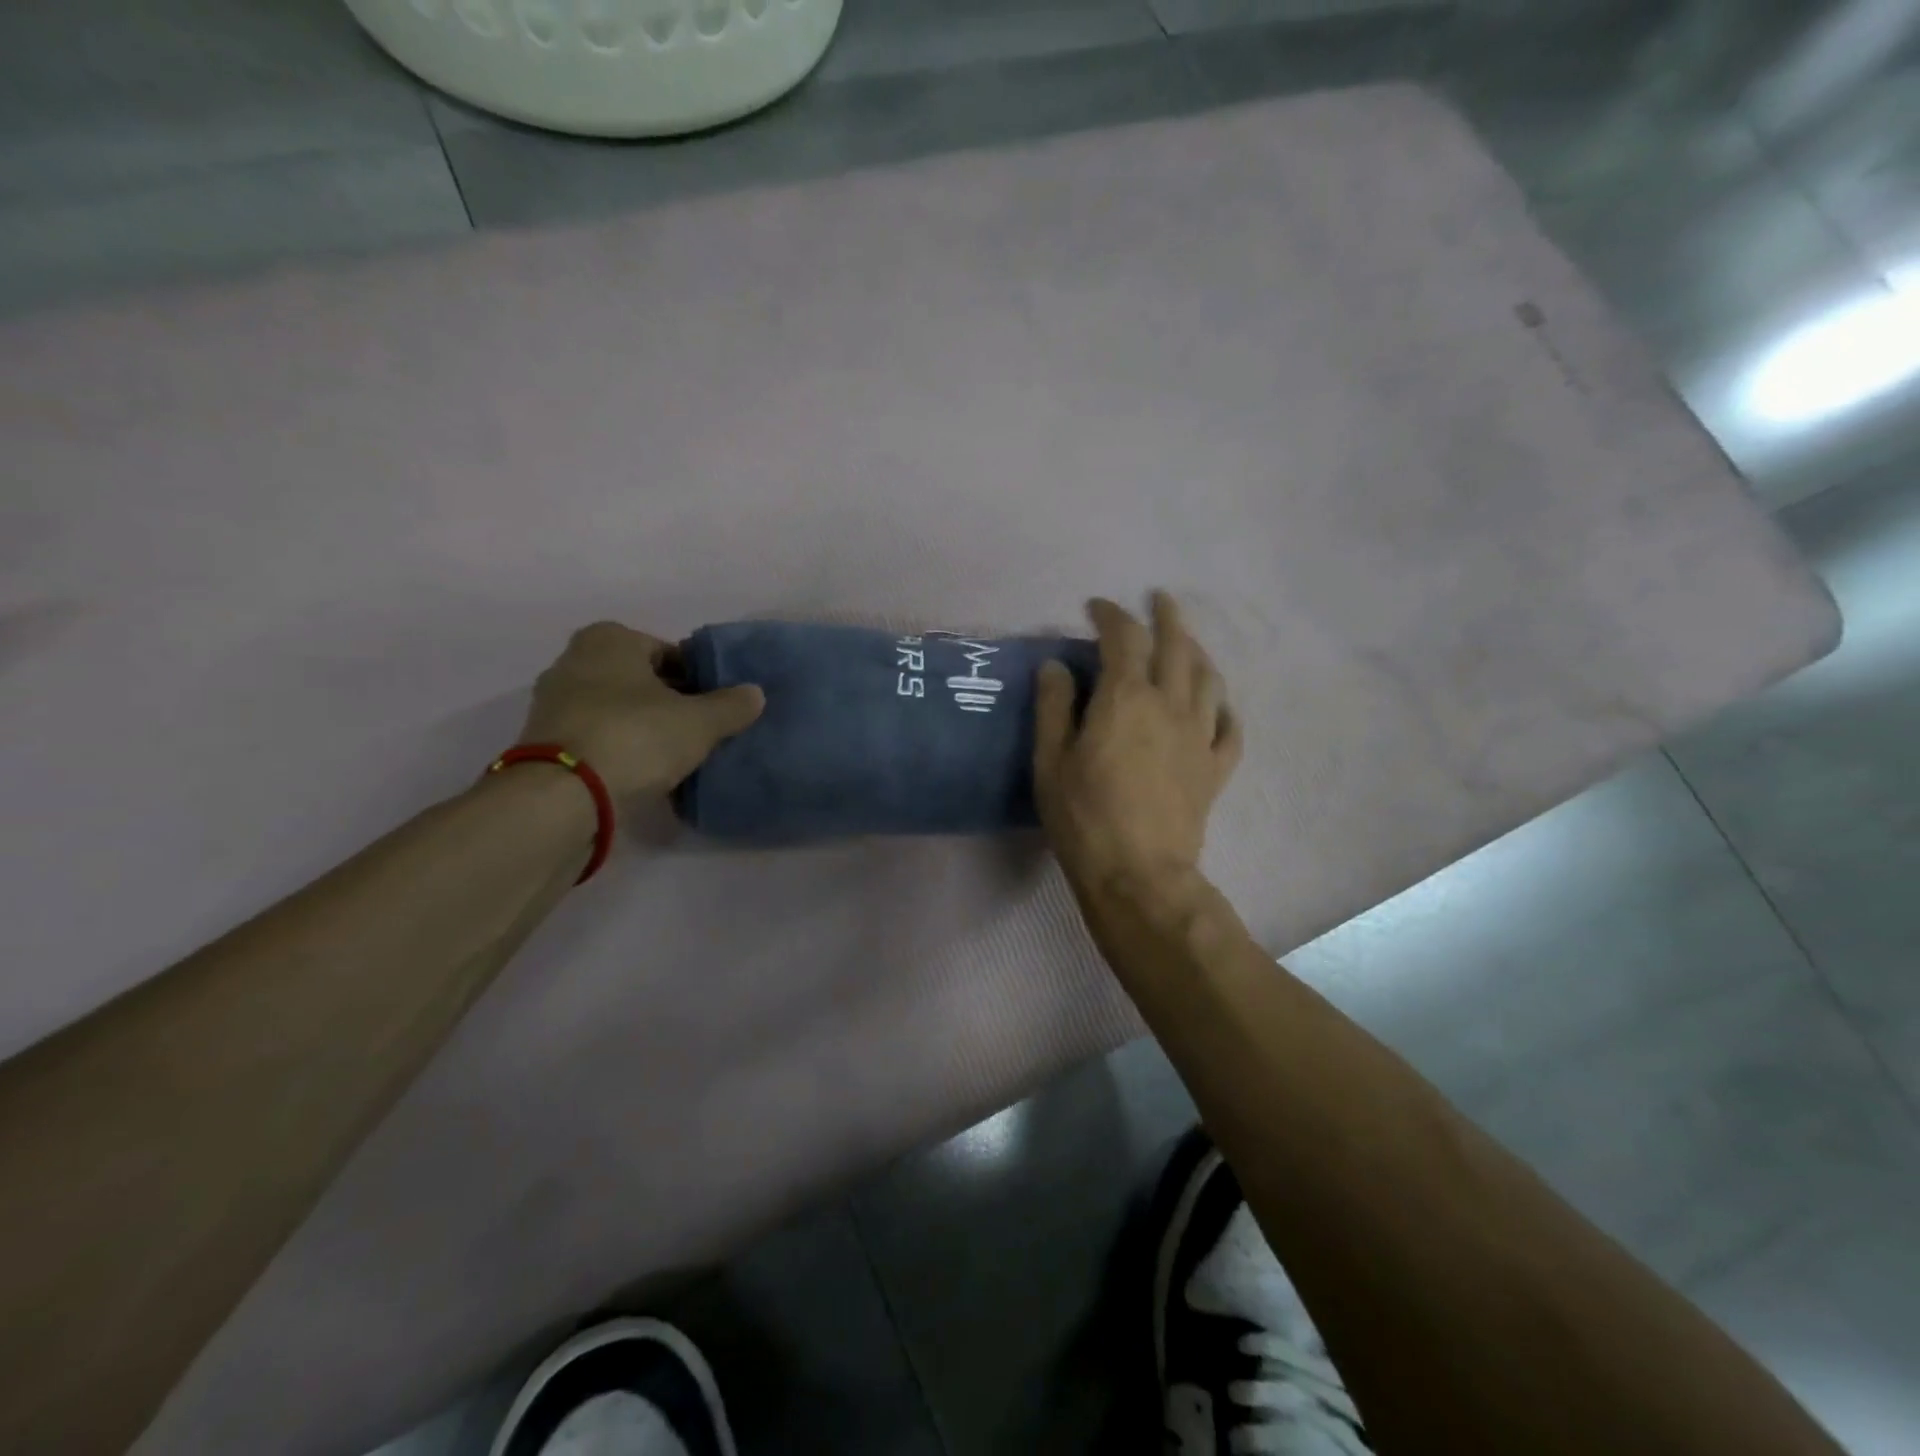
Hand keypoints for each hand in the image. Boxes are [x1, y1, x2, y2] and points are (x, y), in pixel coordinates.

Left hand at [519, 622, 763, 804]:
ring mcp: (554, 704)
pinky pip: (599, 738)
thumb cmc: (635, 738)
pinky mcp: (546, 744)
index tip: (718, 705)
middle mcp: (574, 661)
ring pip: (618, 710)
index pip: (668, 652)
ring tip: (679, 755)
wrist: (562, 798)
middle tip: (703, 730)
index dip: (699, 678)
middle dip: (671, 702)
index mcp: (608, 639)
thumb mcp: (700, 722)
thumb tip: (755, 693)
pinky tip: (647, 773)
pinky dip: (622, 750)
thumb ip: (732, 705)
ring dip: (646, 728)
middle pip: (641, 681)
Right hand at [1034, 591, 1240, 896]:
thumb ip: (1054, 707)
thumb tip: (1056, 665)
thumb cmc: (1084, 817)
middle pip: (1177, 646)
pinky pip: (1230, 728)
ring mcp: (1200, 736)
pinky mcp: (1215, 768)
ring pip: (1209, 679)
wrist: (1138, 874)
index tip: (1096, 608)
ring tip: (1188, 644)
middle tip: (1159, 600)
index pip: (1123, 637)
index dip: (1111, 615)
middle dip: (1167, 616)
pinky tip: (1218, 707)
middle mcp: (1171, 705)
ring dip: (1197, 652)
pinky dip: (1224, 709)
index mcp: (1126, 698)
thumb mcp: (1051, 760)